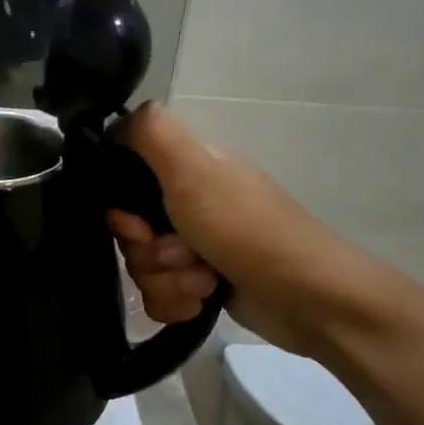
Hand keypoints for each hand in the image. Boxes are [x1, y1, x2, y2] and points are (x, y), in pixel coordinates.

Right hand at [108, 104, 391, 357]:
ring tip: (204, 281)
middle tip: (182, 253)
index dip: (121, 211)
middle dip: (150, 253)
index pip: (123, 184)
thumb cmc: (247, 229)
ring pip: (143, 269)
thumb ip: (151, 135)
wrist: (307, 297)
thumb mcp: (195, 170)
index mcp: (186, 170)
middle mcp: (186, 205)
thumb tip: (116, 121)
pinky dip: (178, 303)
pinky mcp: (202, 285)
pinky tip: (203, 301)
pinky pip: (160, 298)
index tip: (138, 226)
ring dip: (168, 282)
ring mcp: (195, 248)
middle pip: (129, 234)